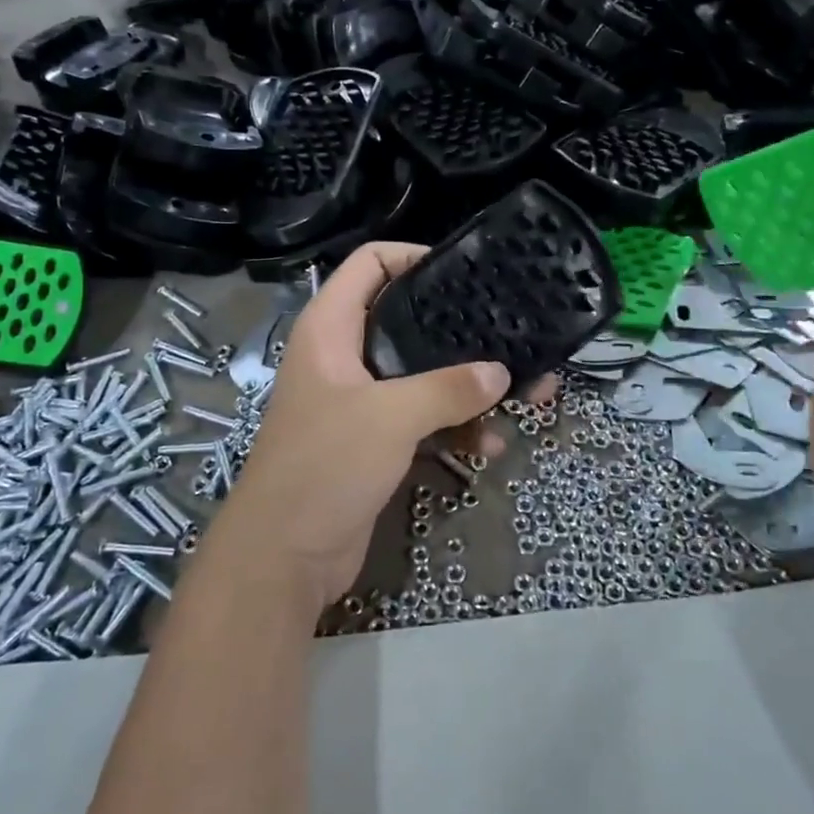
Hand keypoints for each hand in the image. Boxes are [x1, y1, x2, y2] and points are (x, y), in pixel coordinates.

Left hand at [214, 242, 512, 612]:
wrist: (284, 556)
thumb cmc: (325, 465)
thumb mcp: (390, 417)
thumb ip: (448, 389)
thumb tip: (501, 373)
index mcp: (331, 329)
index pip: (369, 264)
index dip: (413, 256)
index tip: (465, 271)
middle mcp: (344, 356)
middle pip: (407, 321)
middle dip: (461, 332)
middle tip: (512, 334)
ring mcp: (360, 400)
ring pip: (423, 376)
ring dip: (470, 388)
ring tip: (529, 396)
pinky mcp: (374, 441)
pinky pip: (423, 419)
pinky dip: (455, 427)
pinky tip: (492, 445)